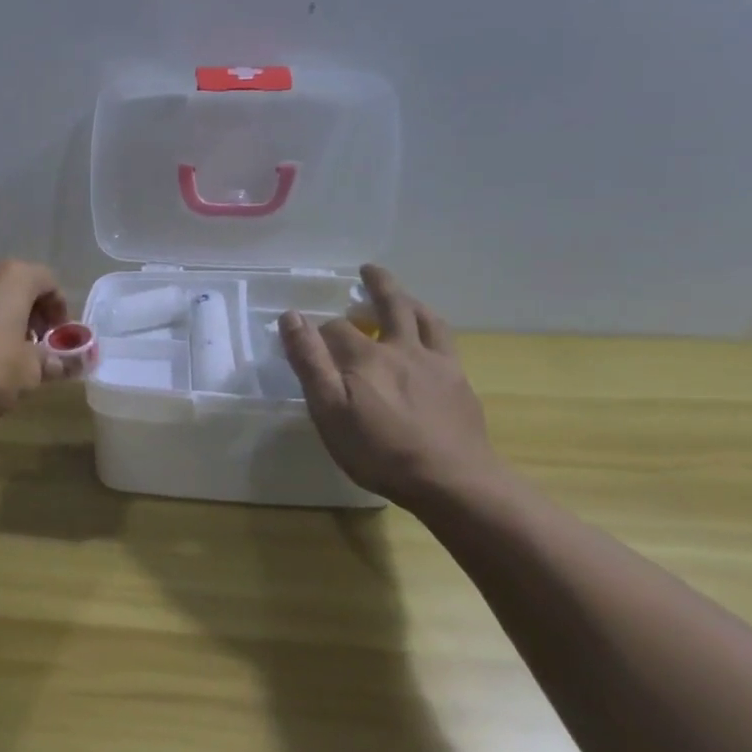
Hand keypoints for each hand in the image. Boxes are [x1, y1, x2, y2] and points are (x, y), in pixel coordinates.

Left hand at [0, 260, 70, 421]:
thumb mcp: (28, 373)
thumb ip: (54, 363)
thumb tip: (72, 363)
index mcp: (12, 277)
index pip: (48, 280)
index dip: (59, 309)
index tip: (57, 339)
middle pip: (16, 284)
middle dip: (30, 314)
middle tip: (33, 347)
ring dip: (1, 319)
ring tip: (1, 355)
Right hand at [279, 265, 504, 504]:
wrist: (452, 481)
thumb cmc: (379, 450)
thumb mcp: (328, 409)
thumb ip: (309, 361)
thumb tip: (291, 317)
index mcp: (366, 356)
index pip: (337, 329)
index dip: (320, 330)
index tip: (308, 336)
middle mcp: (402, 349)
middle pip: (390, 306)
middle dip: (377, 286)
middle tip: (368, 270)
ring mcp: (436, 364)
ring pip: (424, 319)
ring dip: (410, 301)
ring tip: (403, 297)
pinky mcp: (460, 383)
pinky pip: (446, 344)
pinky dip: (434, 331)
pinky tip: (431, 342)